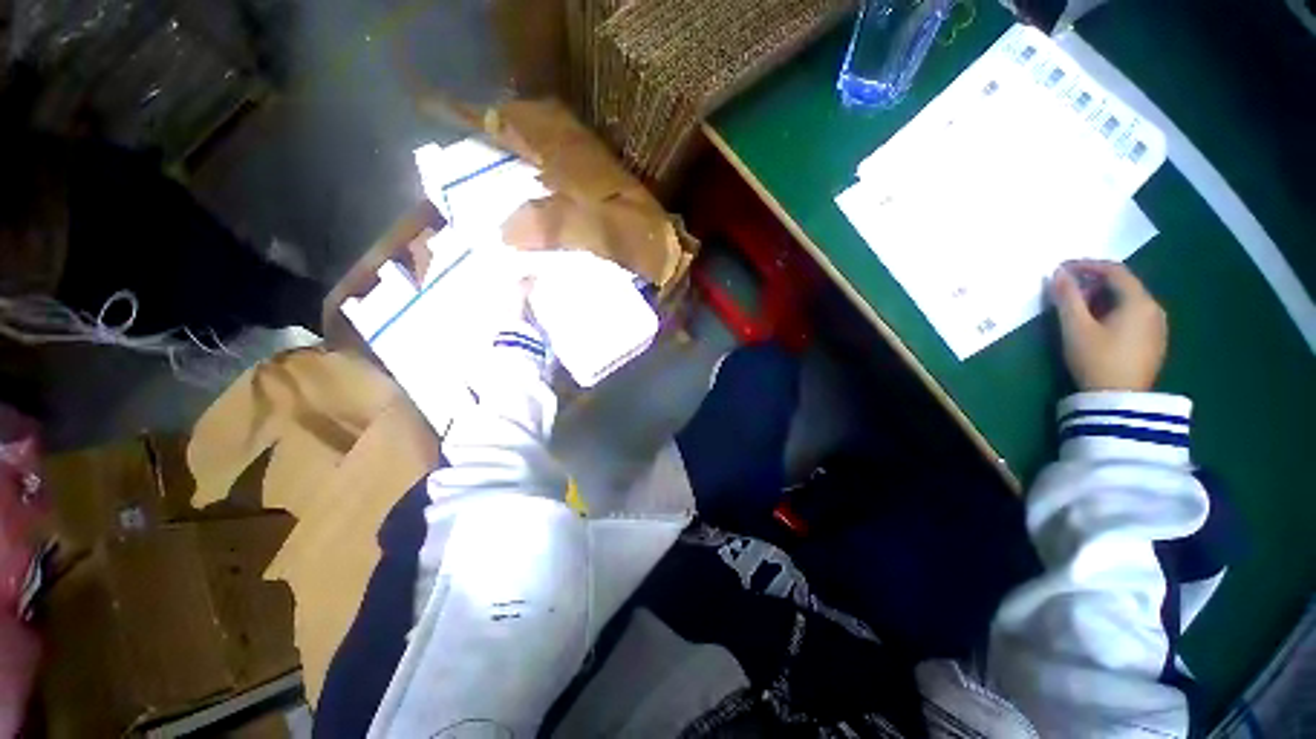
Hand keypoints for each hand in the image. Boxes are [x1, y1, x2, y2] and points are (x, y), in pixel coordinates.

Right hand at [1050, 260, 1166, 391]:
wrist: (1119, 401)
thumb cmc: (1096, 359)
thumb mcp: (1075, 327)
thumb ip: (1067, 297)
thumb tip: (1059, 273)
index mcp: (1139, 301)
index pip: (1114, 271)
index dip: (1087, 265)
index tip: (1062, 269)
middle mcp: (1155, 309)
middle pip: (1124, 285)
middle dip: (1094, 283)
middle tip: (1067, 292)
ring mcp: (1158, 327)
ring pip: (1129, 301)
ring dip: (1103, 298)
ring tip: (1079, 310)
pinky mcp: (1154, 342)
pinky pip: (1134, 316)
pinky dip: (1114, 312)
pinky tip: (1098, 326)